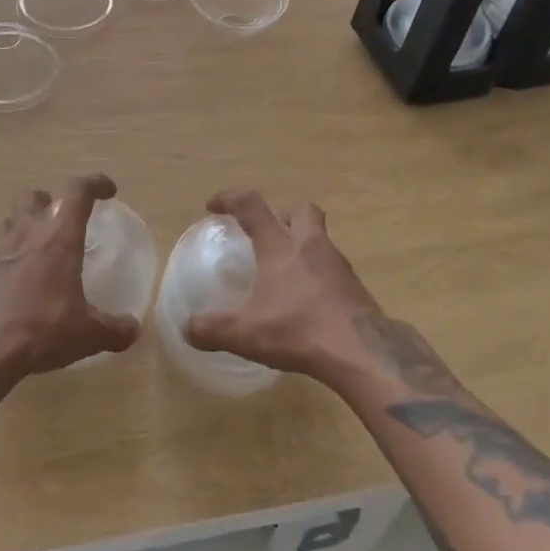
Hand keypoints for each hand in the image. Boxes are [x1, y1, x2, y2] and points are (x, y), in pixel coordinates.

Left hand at [0, 174, 140, 386]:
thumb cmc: (40, 330)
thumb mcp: (87, 335)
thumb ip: (114, 329)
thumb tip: (133, 329)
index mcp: (58, 238)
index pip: (78, 192)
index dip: (95, 184)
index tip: (108, 191)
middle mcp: (26, 234)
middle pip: (33, 196)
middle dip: (49, 201)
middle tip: (60, 221)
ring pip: (9, 221)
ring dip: (23, 226)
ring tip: (35, 249)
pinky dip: (5, 259)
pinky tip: (13, 283)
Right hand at [184, 190, 380, 383]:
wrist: (362, 351)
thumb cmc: (300, 330)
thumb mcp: (247, 334)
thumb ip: (213, 330)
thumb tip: (186, 328)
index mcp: (280, 246)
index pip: (252, 206)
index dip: (230, 199)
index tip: (213, 206)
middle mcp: (310, 244)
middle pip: (300, 210)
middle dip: (281, 214)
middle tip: (266, 233)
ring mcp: (337, 263)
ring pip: (319, 237)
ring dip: (302, 244)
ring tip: (285, 271)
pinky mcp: (354, 285)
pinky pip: (332, 267)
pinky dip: (317, 273)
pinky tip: (308, 299)